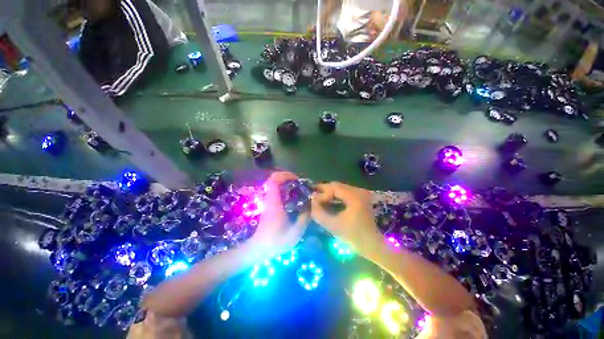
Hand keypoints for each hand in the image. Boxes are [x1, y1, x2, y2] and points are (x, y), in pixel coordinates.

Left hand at [248, 172, 309, 258]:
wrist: (258, 249)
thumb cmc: (276, 241)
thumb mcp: (295, 232)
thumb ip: (305, 217)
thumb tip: (310, 205)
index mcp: (274, 202)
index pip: (274, 180)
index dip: (285, 175)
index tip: (296, 179)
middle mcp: (269, 199)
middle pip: (273, 179)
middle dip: (286, 177)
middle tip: (299, 182)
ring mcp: (268, 202)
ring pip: (274, 184)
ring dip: (285, 182)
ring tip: (298, 188)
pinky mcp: (269, 205)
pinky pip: (276, 191)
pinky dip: (284, 189)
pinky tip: (293, 196)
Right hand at [311, 182, 383, 258]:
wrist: (373, 246)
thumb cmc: (354, 237)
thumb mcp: (333, 226)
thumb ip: (319, 213)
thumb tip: (311, 201)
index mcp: (354, 196)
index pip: (333, 187)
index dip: (321, 194)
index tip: (313, 203)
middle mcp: (359, 191)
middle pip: (336, 186)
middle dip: (323, 191)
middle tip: (312, 197)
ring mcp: (361, 194)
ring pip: (340, 189)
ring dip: (328, 193)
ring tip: (318, 200)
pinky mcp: (361, 198)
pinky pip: (344, 193)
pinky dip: (335, 196)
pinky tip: (328, 202)